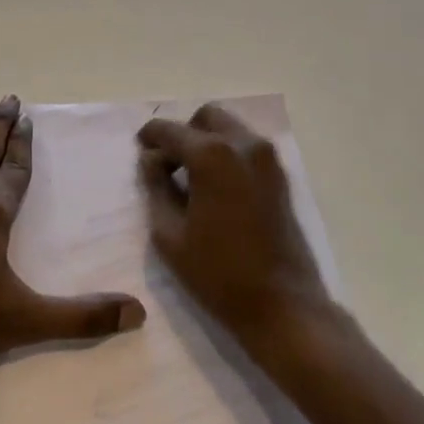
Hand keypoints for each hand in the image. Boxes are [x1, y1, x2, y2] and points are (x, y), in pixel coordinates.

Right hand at [137, 103, 331, 349]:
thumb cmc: (218, 273)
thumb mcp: (169, 234)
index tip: (140, 150)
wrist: (284, 306)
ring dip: (207, 140)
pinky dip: (227, 153)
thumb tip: (151, 159)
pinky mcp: (281, 176)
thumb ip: (156, 187)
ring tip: (191, 178)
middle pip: (206, 117)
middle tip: (168, 164)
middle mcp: (242, 144)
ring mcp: (267, 158)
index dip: (150, 137)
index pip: (170, 130)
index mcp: (211, 155)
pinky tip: (215, 187)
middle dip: (183, 133)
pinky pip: (246, 147)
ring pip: (229, 128)